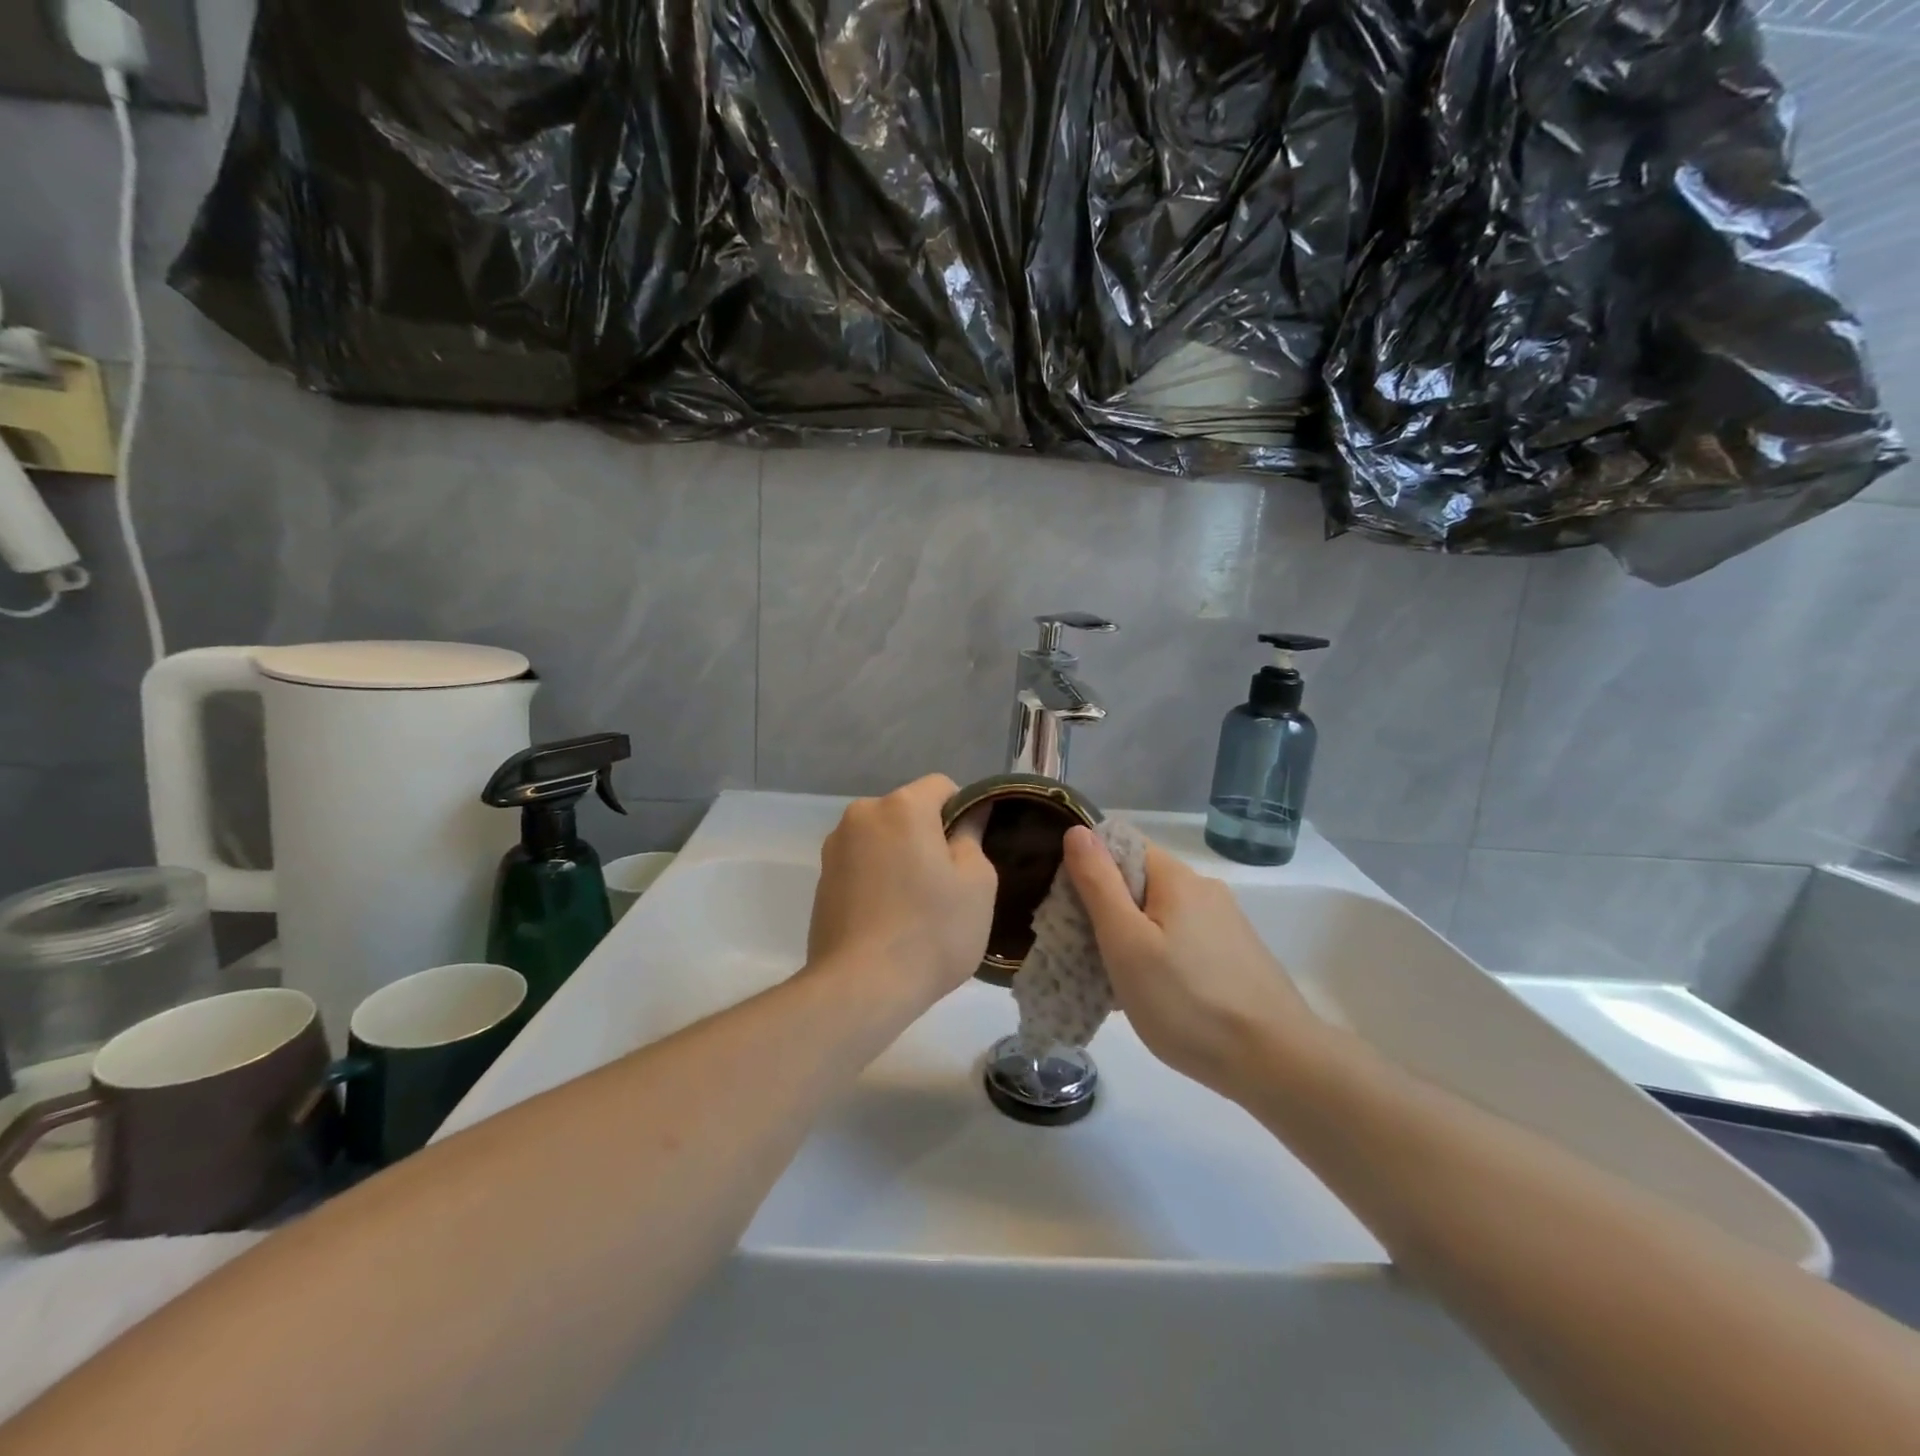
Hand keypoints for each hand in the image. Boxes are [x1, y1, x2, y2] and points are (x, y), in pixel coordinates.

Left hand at [807, 775, 996, 1014]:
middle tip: (948, 884)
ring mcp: (835, 848)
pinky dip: (878, 880)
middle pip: (909, 813)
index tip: (970, 853)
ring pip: (883, 840)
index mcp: (902, 806)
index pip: (943, 786)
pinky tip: (889, 920)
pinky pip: (862, 866)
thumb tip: (969, 816)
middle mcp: (861, 815)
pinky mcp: (821, 881)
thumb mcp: (977, 883)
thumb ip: (973, 837)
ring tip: (916, 907)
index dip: (964, 813)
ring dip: (902, 858)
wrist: (860, 988)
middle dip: (930, 837)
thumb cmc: (931, 930)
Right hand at [1063, 825, 1319, 1099]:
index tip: (1070, 908)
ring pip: (1160, 915)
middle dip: (1106, 909)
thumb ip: (1099, 884)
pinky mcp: (1237, 955)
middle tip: (1085, 954)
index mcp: (1176, 877)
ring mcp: (1225, 923)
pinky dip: (1160, 957)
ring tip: (1116, 983)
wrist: (1278, 1064)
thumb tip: (1078, 830)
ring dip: (1132, 938)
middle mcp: (1203, 889)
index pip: (1120, 844)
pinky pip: (1183, 940)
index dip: (1088, 867)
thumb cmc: (1188, 1002)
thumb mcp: (1126, 943)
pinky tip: (1156, 996)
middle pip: (1139, 880)